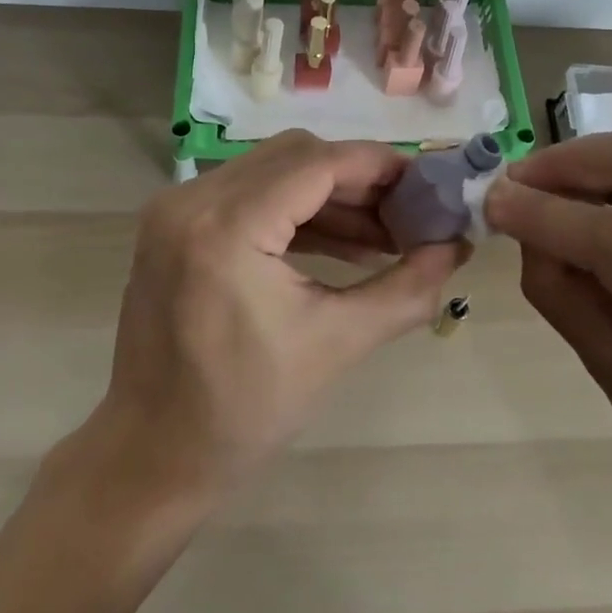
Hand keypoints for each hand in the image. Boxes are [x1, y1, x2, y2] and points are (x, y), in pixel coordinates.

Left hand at [97, 130, 466, 496]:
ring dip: (330, 196)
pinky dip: (296, 212)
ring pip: (272, 171)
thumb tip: (458, 247)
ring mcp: (175, 209)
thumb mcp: (337, 344)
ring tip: (385, 236)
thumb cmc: (244, 411)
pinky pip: (248, 196)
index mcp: (226, 227)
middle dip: (358, 180)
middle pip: (295, 157)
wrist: (153, 455)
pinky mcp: (175, 226)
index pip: (317, 164)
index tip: (428, 186)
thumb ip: (406, 289)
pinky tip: (343, 243)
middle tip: (409, 214)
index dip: (379, 167)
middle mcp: (192, 200)